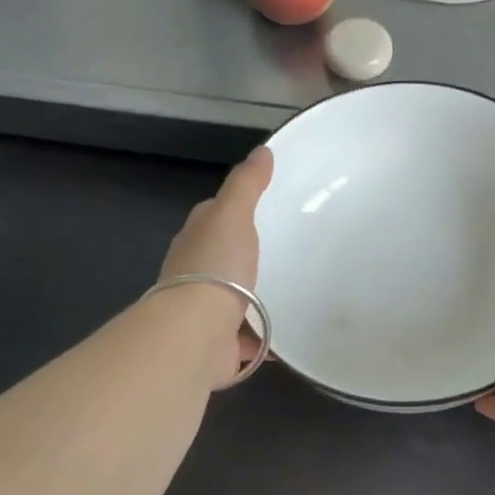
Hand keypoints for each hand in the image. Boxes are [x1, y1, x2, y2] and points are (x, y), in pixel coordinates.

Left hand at [158, 147, 273, 387]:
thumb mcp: (232, 214)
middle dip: (251, 257)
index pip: (214, 217)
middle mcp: (197, 274)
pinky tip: (292, 335)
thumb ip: (246, 184)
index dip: (235, 210)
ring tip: (298, 292)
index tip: (268, 208)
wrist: (197, 332)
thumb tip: (262, 151)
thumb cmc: (215, 267)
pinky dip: (267, 338)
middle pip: (227, 259)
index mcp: (196, 240)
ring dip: (260, 299)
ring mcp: (207, 310)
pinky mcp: (222, 343)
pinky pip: (250, 337)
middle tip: (292, 252)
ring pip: (238, 299)